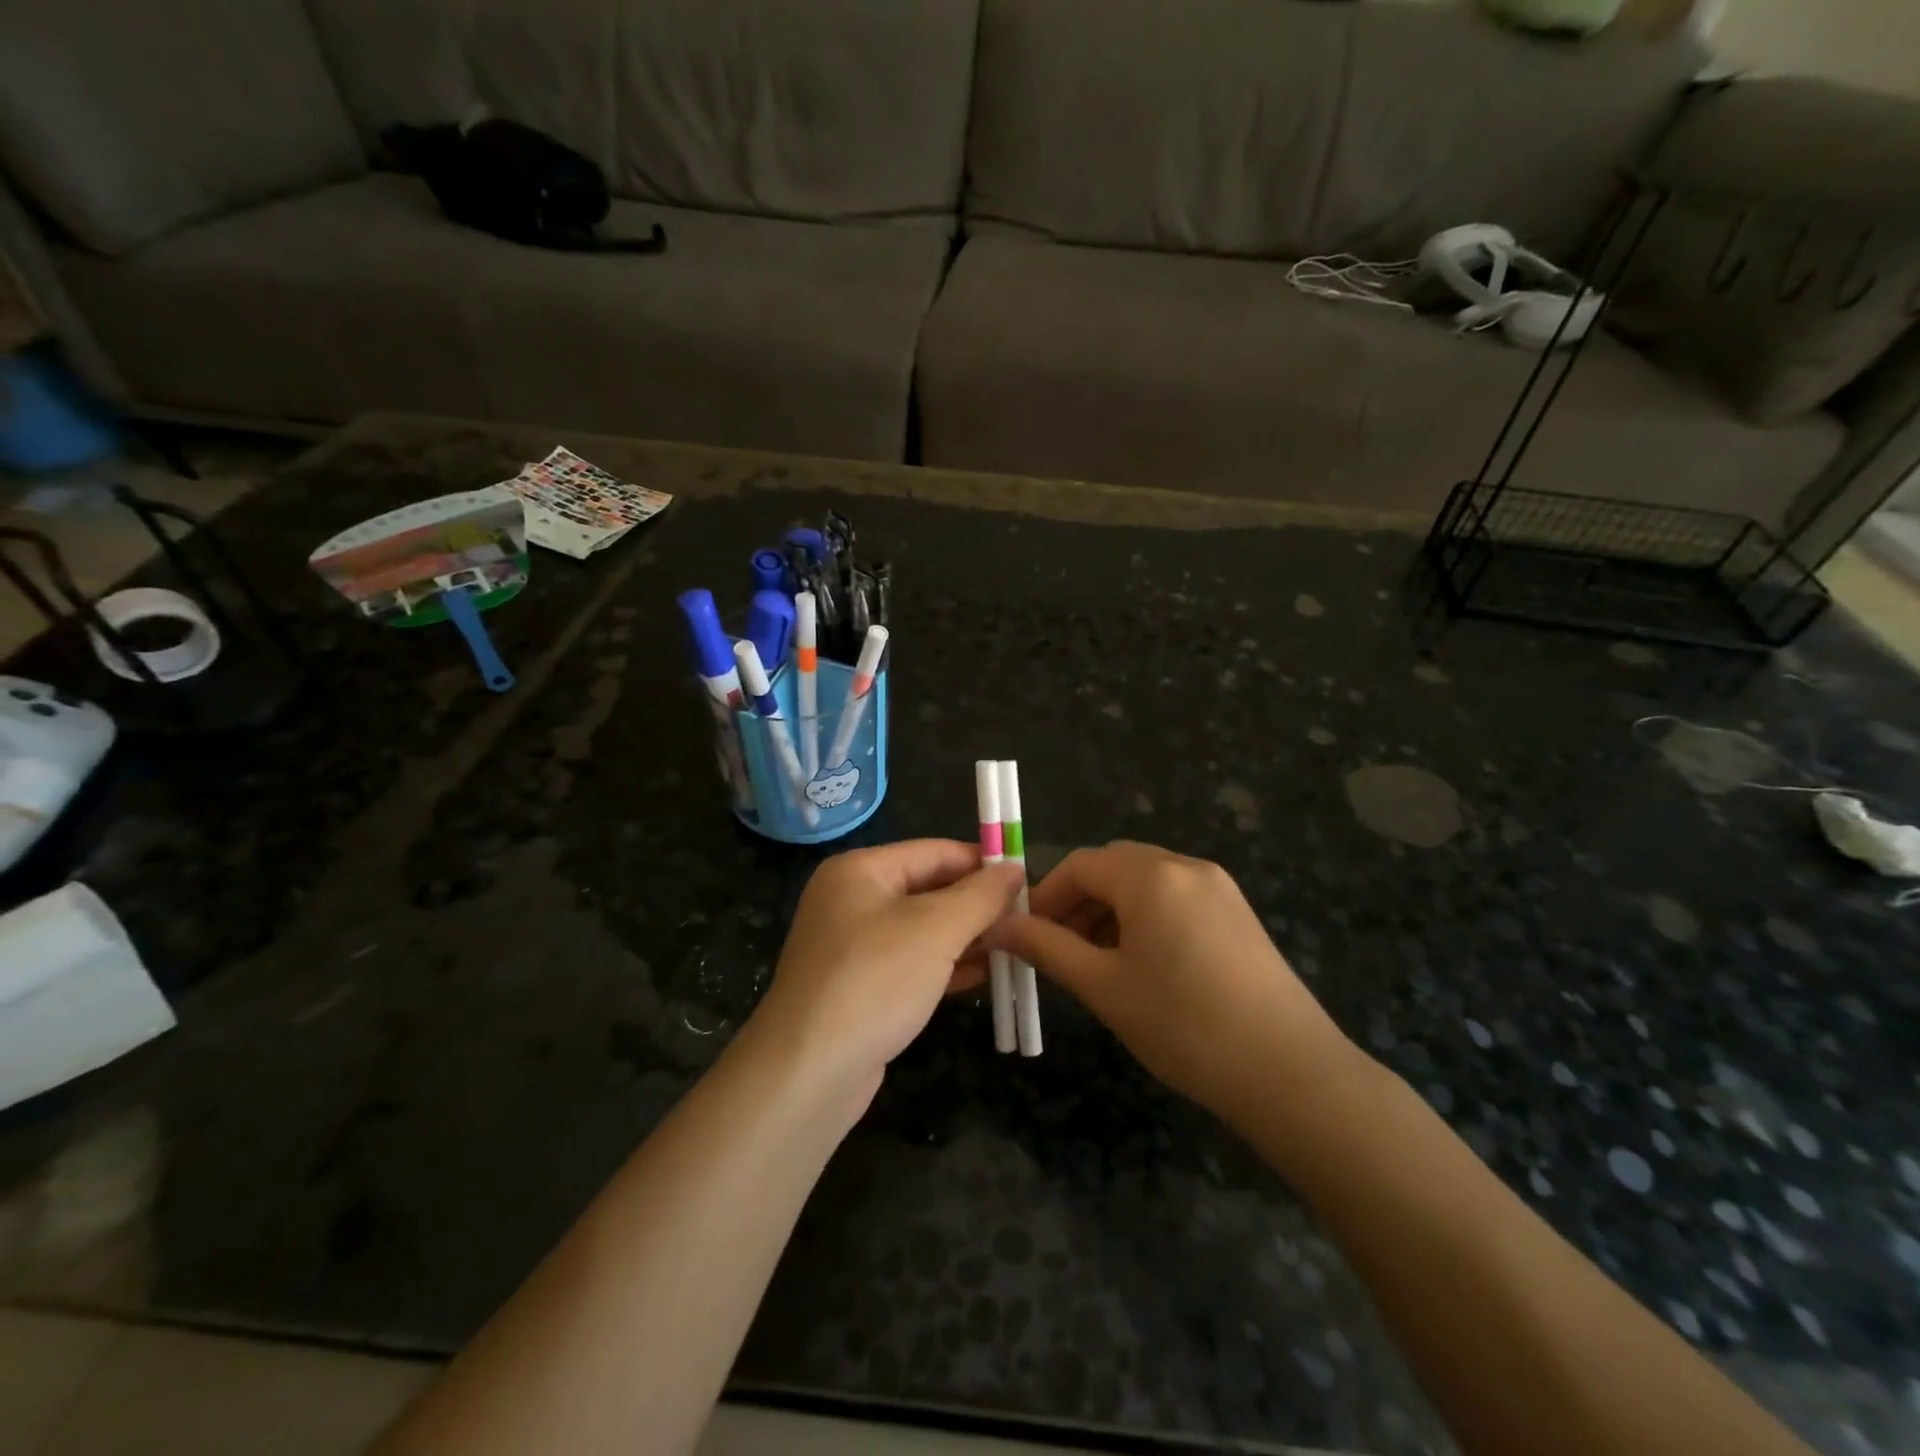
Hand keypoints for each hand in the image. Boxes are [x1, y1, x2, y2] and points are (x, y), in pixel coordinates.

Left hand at [750, 839, 1022, 1114]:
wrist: (808, 1072)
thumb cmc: (875, 980)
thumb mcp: (936, 929)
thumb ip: (980, 895)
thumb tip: (1015, 870)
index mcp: (860, 870)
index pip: (934, 851)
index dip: (982, 862)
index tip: (1027, 879)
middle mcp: (852, 900)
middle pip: (929, 889)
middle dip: (977, 904)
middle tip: (1027, 917)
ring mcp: (853, 946)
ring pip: (923, 929)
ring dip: (967, 936)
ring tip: (1016, 946)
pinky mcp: (859, 987)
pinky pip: (912, 963)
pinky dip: (947, 966)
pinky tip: (985, 975)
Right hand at [990, 841, 1357, 1120]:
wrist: (1290, 1073)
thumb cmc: (1184, 1026)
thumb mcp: (1104, 987)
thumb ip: (1047, 948)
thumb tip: (1000, 927)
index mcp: (1152, 875)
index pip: (1081, 864)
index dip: (1046, 894)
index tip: (1026, 934)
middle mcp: (1186, 866)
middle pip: (1114, 866)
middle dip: (1078, 900)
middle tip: (1058, 947)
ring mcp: (1219, 888)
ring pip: (1146, 882)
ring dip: (1110, 909)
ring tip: (1095, 960)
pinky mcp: (1238, 914)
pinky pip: (1176, 898)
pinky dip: (1145, 917)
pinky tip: (1141, 962)